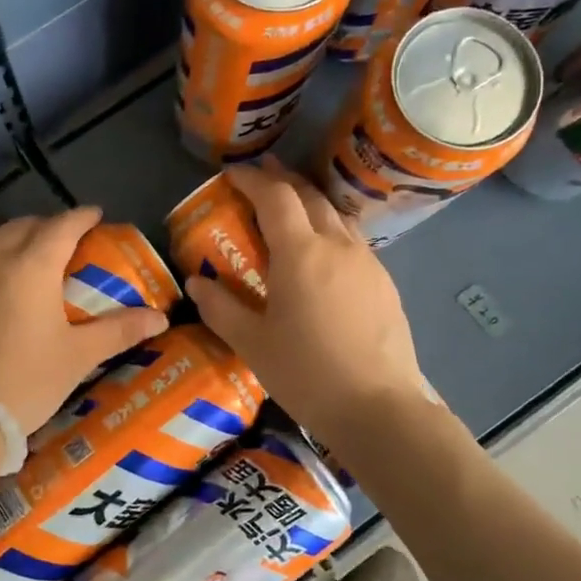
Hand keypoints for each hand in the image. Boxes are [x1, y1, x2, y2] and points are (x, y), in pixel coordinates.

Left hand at [0, 202, 168, 431]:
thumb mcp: (79, 357)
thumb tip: (161, 318)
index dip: (81, 217)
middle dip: (42, 228)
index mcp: (33, 266)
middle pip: (20, 224)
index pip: (63, 225)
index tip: (93, 216)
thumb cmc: (26, 384)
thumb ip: (120, 330)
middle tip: (56, 249)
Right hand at [185, 159, 426, 445]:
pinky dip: (331, 229)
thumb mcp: (252, 343)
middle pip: (310, 195)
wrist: (378, 407)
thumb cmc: (306, 374)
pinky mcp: (384, 283)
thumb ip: (220, 308)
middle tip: (261, 175)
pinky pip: (353, 240)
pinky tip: (323, 252)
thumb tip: (196, 283)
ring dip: (310, 201)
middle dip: (283, 180)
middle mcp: (337, 245)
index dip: (252, 179)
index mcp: (301, 252)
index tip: (232, 173)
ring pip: (336, 215)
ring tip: (291, 206)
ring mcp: (367, 262)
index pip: (275, 197)